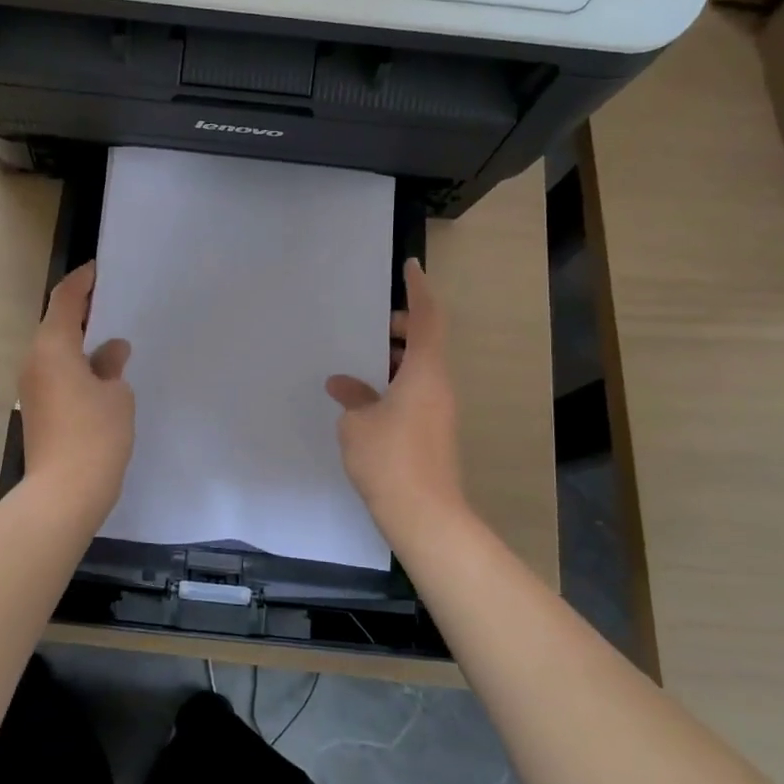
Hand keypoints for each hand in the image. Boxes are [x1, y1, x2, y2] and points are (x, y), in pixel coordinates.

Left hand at [19, 263, 134, 518]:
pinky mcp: (37, 409)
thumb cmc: (95, 436)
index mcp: (53, 346)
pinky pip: (56, 372)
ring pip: (56, 350)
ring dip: (80, 341)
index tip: (100, 270)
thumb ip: (112, 365)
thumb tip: (110, 351)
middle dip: (83, 311)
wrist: (63, 493)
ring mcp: (32, 386)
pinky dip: (75, 364)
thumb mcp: (116, 395)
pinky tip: (101, 374)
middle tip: (114, 304)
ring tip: (112, 339)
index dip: (83, 281)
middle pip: (57, 323)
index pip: (65, 299)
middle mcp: (35, 360)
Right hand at [326, 259, 465, 539]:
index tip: (411, 267)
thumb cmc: (390, 460)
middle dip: (401, 327)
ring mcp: (439, 411)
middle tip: (369, 326)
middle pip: (426, 342)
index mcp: (425, 373)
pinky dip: (395, 383)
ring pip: (421, 369)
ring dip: (395, 359)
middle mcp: (439, 386)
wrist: (425, 516)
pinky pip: (416, 392)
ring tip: (360, 361)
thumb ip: (352, 397)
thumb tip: (344, 385)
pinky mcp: (433, 432)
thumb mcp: (357, 424)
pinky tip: (366, 398)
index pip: (428, 318)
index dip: (420, 290)